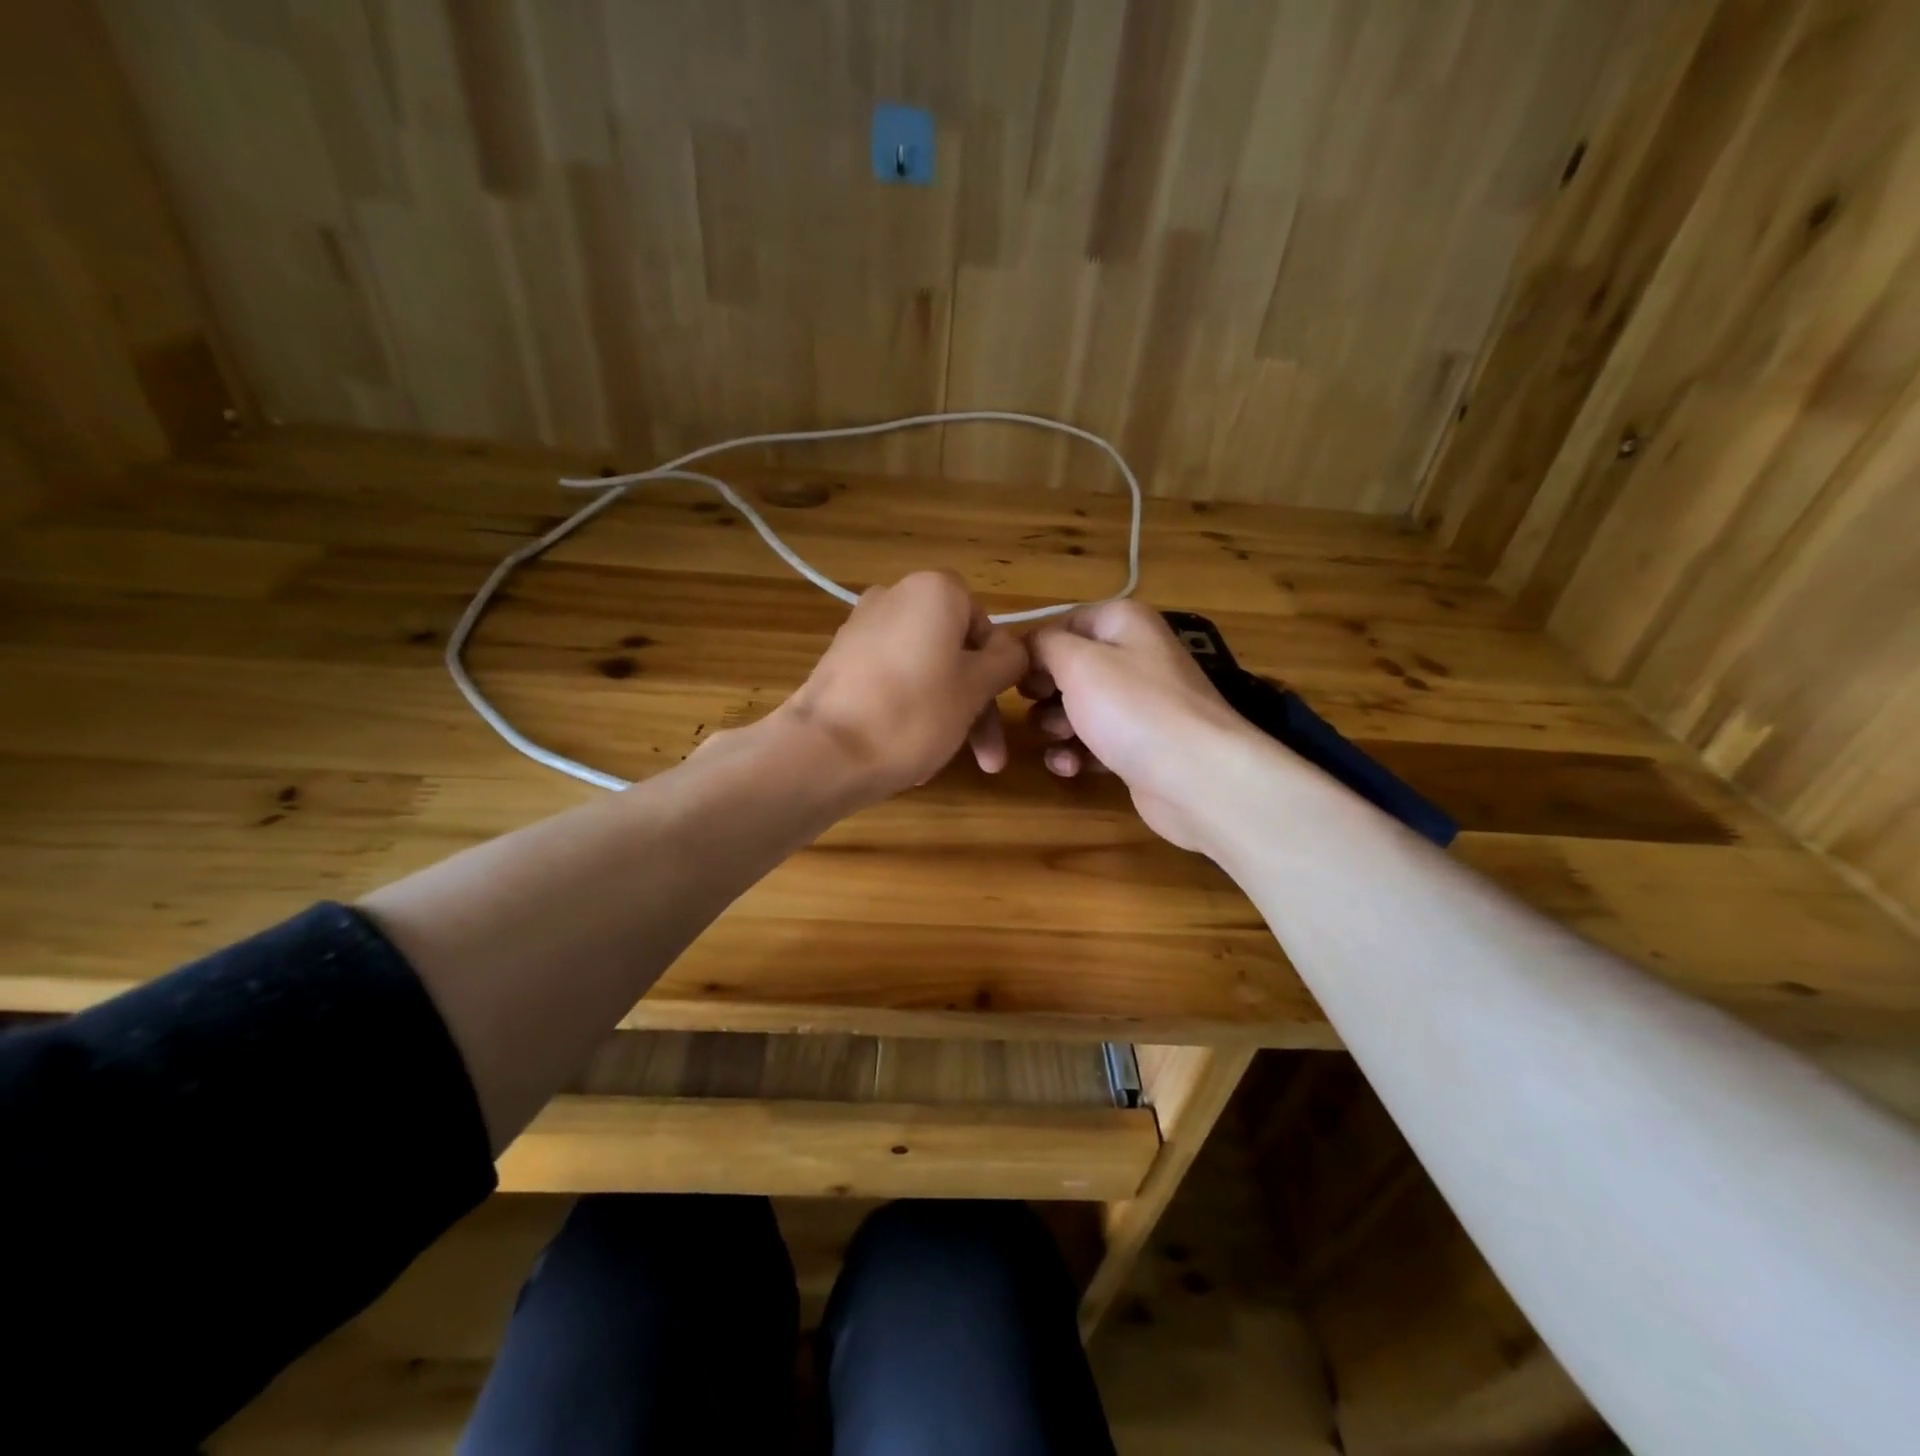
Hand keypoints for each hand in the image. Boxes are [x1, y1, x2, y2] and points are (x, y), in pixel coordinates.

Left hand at [774, 571, 1027, 799]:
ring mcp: (861, 629)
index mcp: (933, 591)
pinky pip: (890, 683)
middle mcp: (894, 597)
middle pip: (953, 652)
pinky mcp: (839, 662)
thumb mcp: (976, 689)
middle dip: (974, 706)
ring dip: (944, 716)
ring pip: (923, 672)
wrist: (823, 752)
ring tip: (943, 765)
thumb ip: (1006, 662)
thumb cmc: (913, 713)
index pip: (983, 621)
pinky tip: (911, 758)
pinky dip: (907, 712)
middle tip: (987, 758)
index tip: (999, 708)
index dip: (997, 669)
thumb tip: (1012, 650)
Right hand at [1022, 600, 1267, 851]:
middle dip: (1044, 692)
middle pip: (1069, 668)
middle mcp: (1135, 656)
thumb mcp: (1077, 663)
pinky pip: (1095, 742)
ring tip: (1059, 739)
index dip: (1035, 650)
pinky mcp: (1139, 745)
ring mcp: (1139, 704)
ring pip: (1078, 708)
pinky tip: (1071, 768)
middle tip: (1035, 708)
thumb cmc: (1132, 709)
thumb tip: (1028, 648)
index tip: (1014, 679)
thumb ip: (1043, 645)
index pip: (1064, 624)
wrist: (1197, 778)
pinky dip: (1078, 753)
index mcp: (1124, 622)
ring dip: (1056, 726)